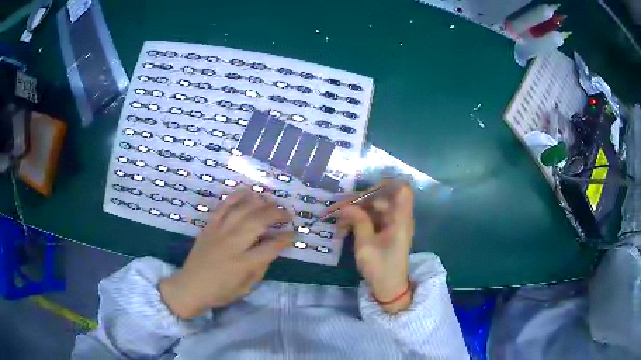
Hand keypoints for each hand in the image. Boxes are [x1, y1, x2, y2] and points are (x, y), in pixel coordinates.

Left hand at [160, 190, 292, 319]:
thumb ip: (260, 268)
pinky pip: (224, 206)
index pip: (271, 246)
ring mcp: (219, 231)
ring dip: (261, 202)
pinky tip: (249, 192)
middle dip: (277, 214)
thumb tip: (271, 250)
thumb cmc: (220, 292)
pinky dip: (237, 196)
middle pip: (259, 221)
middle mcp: (232, 243)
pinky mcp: (209, 225)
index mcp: (243, 263)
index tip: (294, 234)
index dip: (286, 238)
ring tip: (272, 202)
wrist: (190, 286)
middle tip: (288, 214)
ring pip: (243, 209)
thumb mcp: (246, 288)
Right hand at [337, 180, 414, 313]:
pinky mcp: (385, 232)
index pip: (402, 190)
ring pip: (373, 208)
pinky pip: (372, 219)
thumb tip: (346, 205)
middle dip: (359, 201)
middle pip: (381, 198)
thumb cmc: (381, 267)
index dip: (386, 184)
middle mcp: (398, 218)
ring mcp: (392, 225)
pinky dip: (358, 221)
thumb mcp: (366, 244)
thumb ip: (358, 221)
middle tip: (337, 209)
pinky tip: (343, 229)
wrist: (388, 288)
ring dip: (355, 212)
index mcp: (400, 219)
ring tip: (337, 222)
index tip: (365, 190)